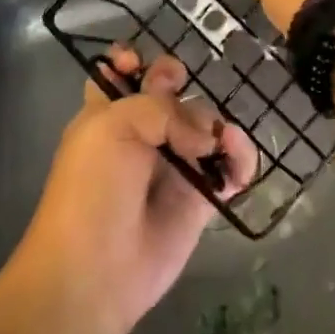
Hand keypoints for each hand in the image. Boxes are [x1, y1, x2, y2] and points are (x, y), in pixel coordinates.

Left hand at [18, 47, 257, 333]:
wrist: (96, 272)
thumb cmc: (92, 189)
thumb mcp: (113, 127)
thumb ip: (164, 109)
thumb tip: (206, 138)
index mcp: (108, 113)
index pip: (121, 73)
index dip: (132, 61)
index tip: (138, 65)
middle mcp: (142, 133)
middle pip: (172, 91)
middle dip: (181, 88)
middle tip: (179, 105)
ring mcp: (173, 164)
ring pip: (207, 124)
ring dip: (219, 126)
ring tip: (222, 144)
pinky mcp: (200, 198)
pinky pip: (231, 166)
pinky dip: (242, 159)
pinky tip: (238, 167)